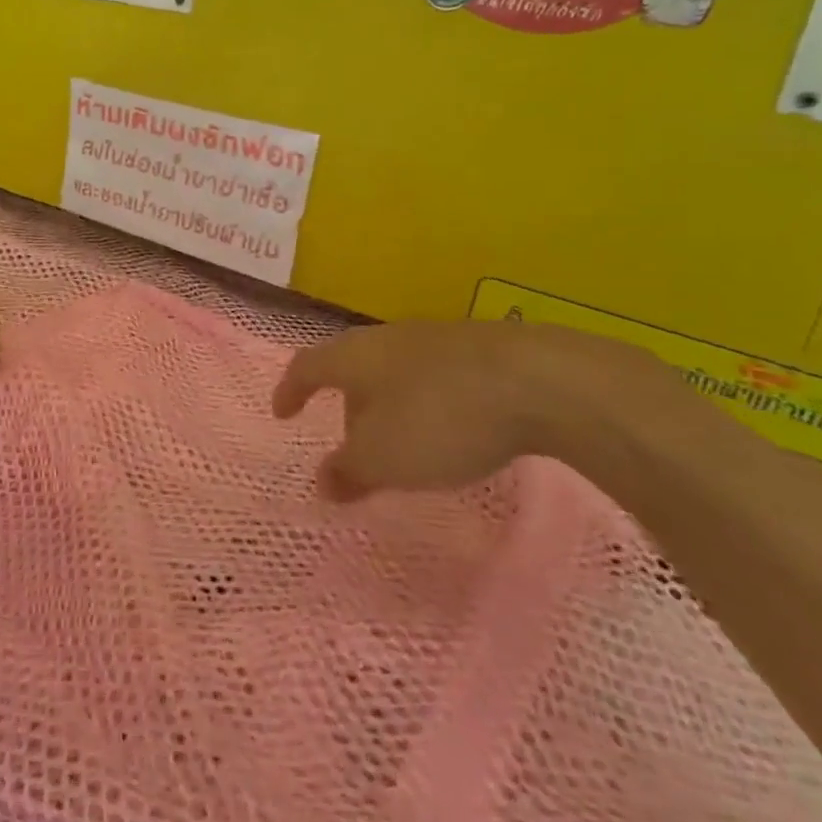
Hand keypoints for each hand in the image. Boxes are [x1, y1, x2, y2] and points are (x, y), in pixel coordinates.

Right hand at [272, 319, 667, 499]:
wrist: (539, 381)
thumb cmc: (440, 418)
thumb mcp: (384, 459)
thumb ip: (348, 471)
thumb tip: (322, 482)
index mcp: (353, 357)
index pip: (306, 367)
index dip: (290, 390)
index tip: (282, 412)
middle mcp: (386, 339)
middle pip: (352, 369)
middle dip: (347, 407)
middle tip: (353, 448)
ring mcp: (434, 340)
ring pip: (394, 373)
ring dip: (388, 407)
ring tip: (403, 445)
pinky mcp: (478, 351)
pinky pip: (433, 378)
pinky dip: (425, 405)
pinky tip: (449, 432)